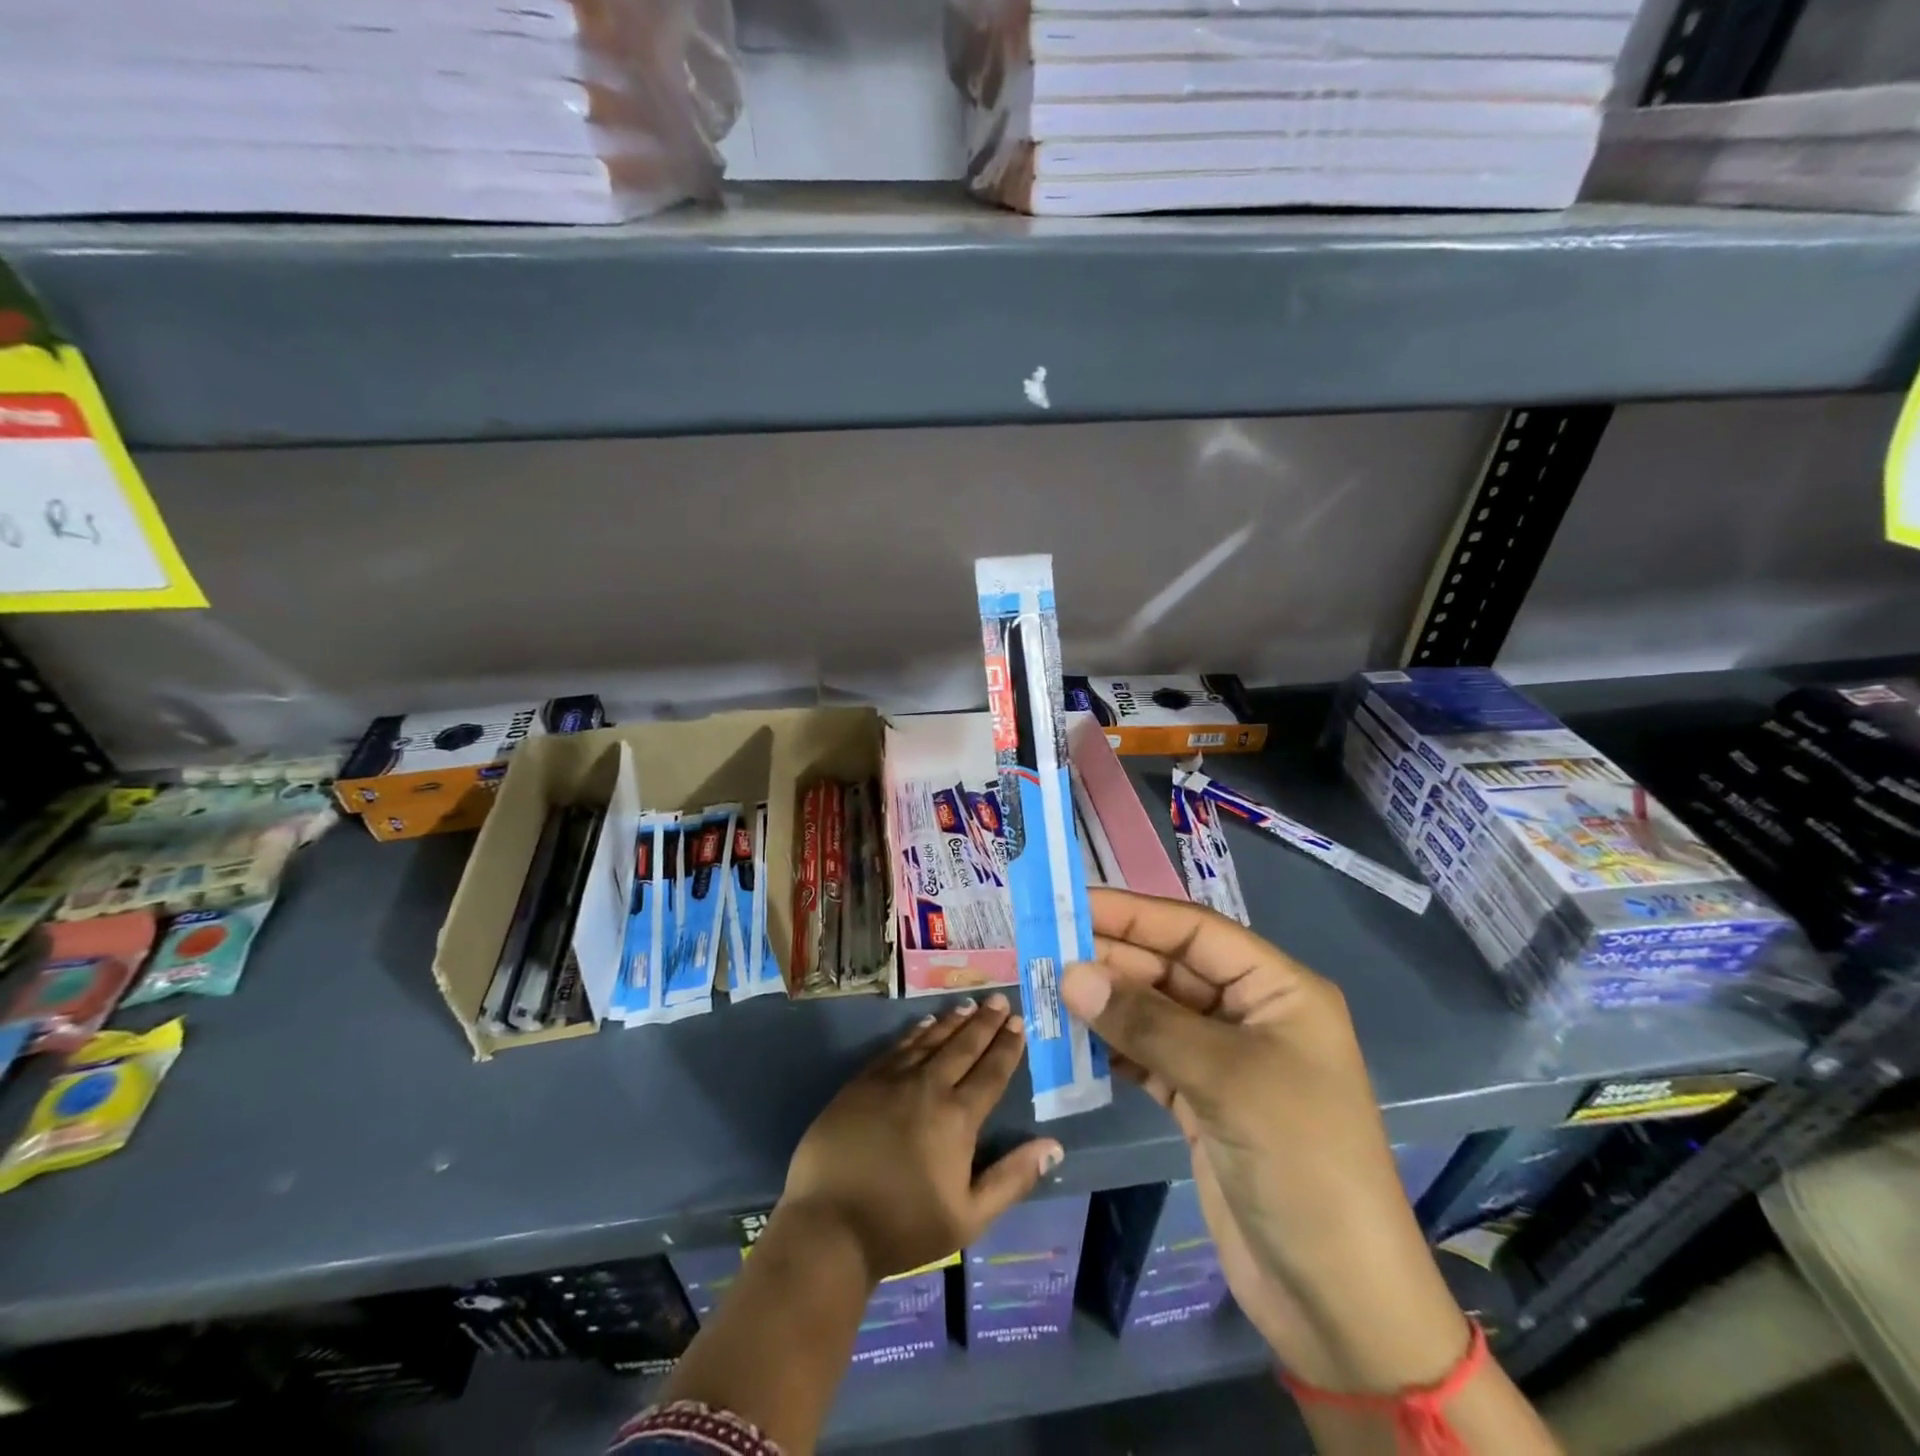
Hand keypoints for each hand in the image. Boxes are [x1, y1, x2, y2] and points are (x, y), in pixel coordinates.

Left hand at [781, 994, 1063, 1282]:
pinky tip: (924, 1023)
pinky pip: (896, 1048)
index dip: (1006, 1046)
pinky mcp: (861, 1083)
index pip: (990, 1073)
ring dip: (952, 1021)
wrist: (830, 1226)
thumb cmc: (904, 1227)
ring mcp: (891, 1081)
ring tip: (968, 1005)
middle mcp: (927, 1088)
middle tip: (999, 1000)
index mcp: (957, 1118)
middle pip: (962, 1047)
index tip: (1018, 1022)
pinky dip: (915, 1032)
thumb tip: (1053, 1147)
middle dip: (984, 1022)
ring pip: (929, 1040)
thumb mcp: (969, 1217)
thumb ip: (1012, 1178)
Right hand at [1062, 889, 1468, 1393]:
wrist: (1339, 1301)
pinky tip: (1071, 1038)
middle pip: (1170, 967)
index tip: (1070, 904)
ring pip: (1153, 1011)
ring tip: (1046, 990)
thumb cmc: (1302, 1164)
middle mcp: (1250, 1014)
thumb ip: (1146, 1021)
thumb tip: (1070, 974)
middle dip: (1111, 959)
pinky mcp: (1201, 1101)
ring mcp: (1224, 1060)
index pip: (1194, 931)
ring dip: (1104, 1002)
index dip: (1132, 913)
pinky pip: (1147, 1056)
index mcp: (1278, 990)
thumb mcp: (1226, 1080)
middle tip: (1043, 952)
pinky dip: (1111, 1046)